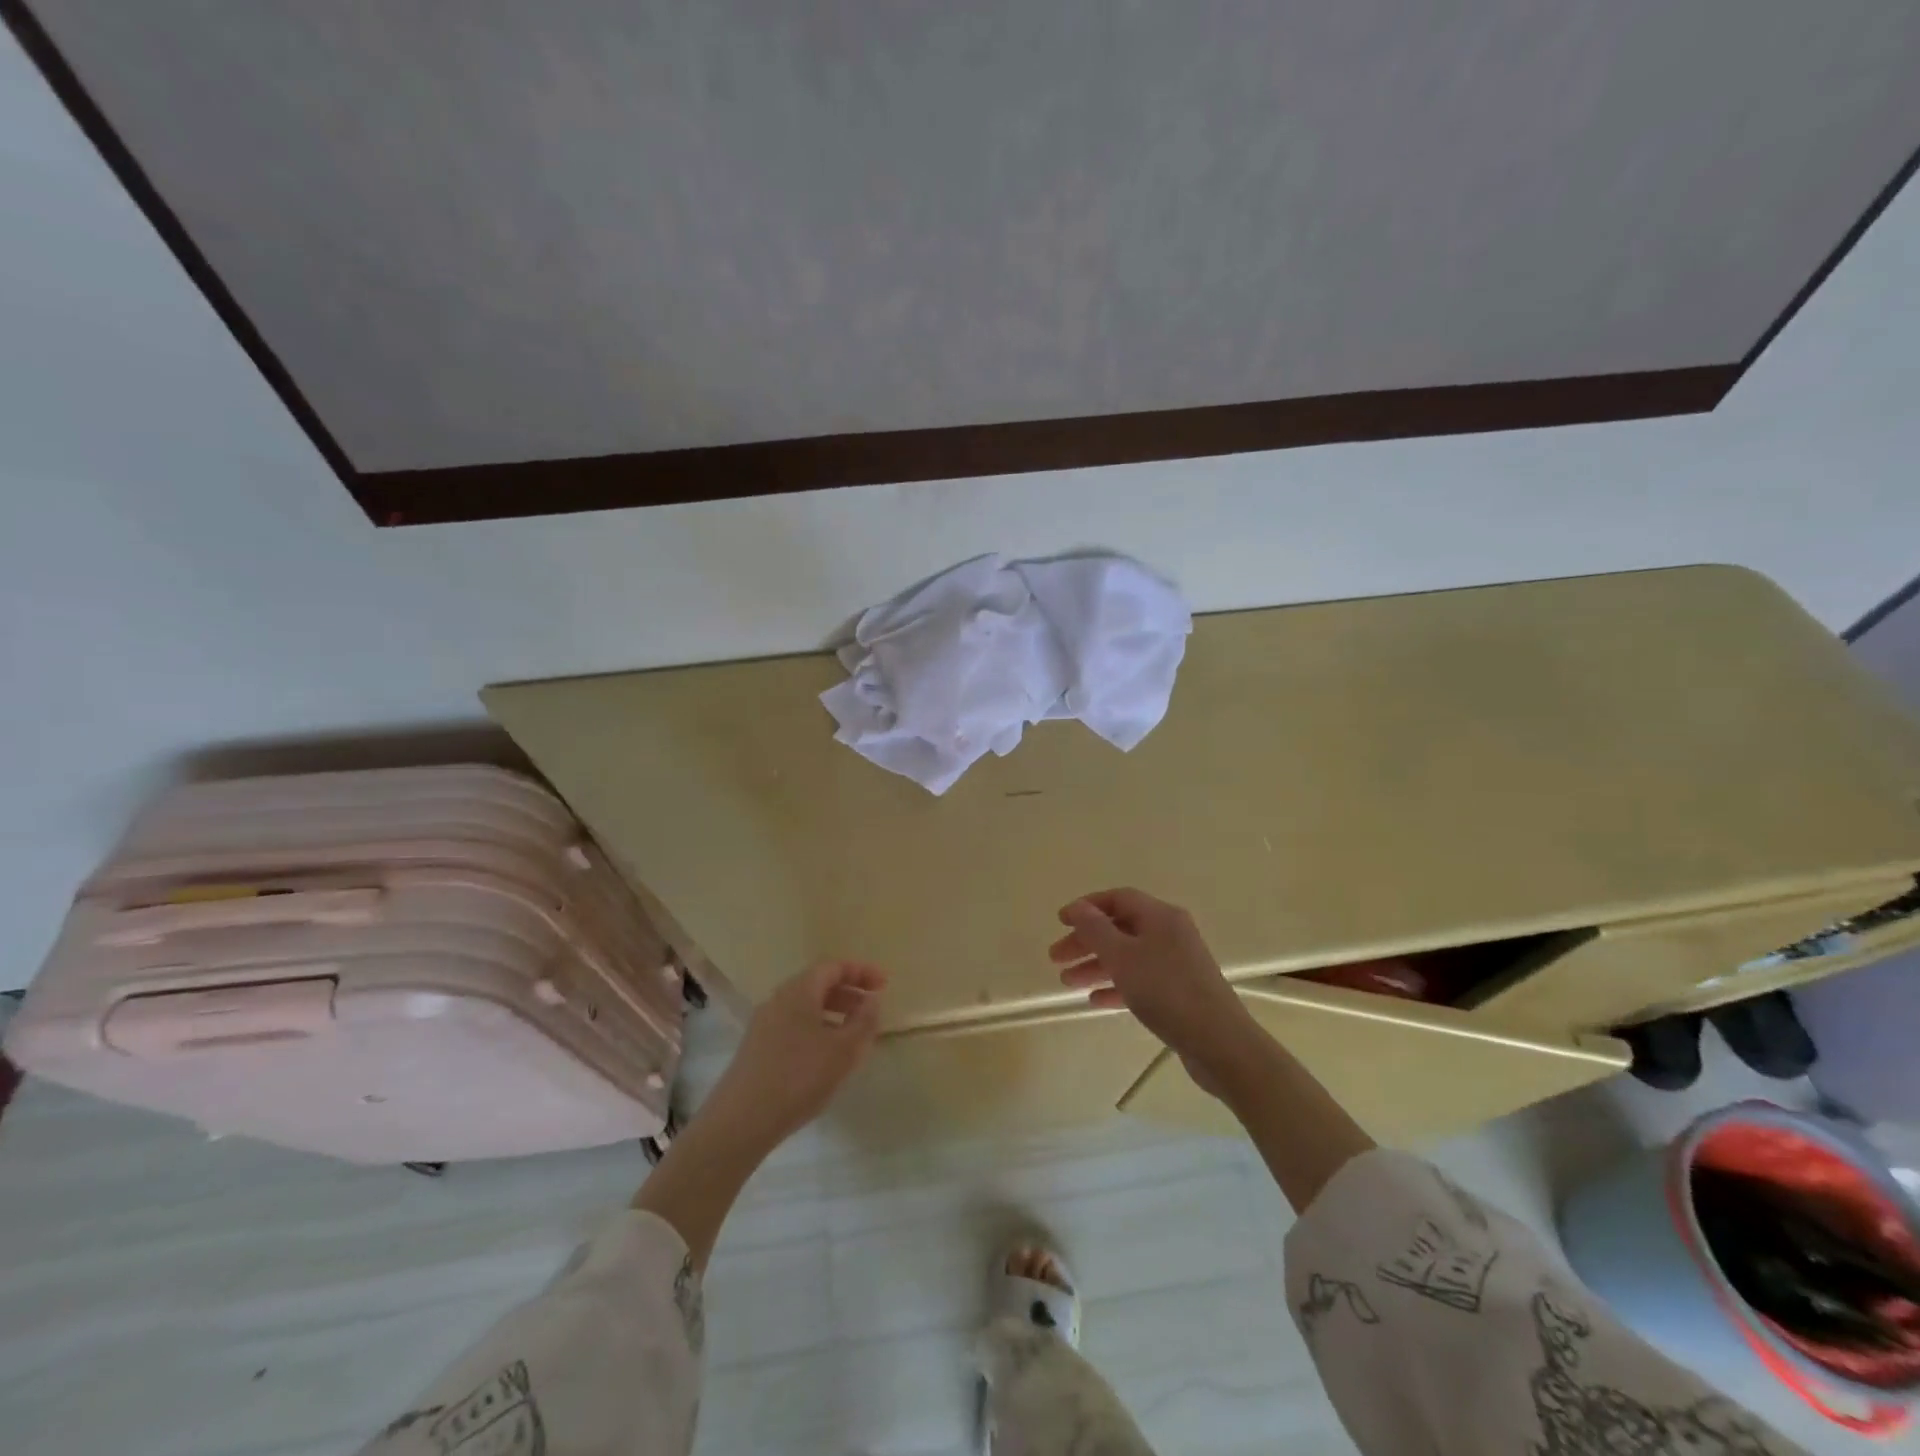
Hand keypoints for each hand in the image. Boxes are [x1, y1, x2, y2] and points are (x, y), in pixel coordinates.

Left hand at [702, 961, 886, 1148]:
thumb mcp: (844, 1050)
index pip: (834, 967)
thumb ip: (864, 1021)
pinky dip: (816, 1028)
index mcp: (799, 990)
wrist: (740, 1121)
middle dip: (848, 991)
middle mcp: (778, 999)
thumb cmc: (799, 1078)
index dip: (861, 972)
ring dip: (833, 1012)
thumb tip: (872, 999)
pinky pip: (793, 1025)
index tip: (884, 984)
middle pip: (818, 983)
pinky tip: (825, 1056)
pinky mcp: (756, 1047)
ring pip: (805, 1006)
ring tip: (853, 1034)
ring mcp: (763, 1023)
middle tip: (871, 1008)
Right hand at [1050, 888, 1258, 1096]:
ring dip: (1096, 966)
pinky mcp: (1179, 992)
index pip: (1118, 899)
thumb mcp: (1122, 957)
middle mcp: (1170, 933)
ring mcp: (1176, 963)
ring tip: (1067, 983)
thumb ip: (1096, 930)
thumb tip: (1079, 908)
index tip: (1060, 922)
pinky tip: (1095, 1000)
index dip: (1087, 907)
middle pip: (1120, 928)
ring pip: (1128, 956)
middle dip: (1086, 941)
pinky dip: (1116, 986)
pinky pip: (1140, 980)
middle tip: (1056, 958)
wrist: (1219, 1043)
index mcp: (1160, 916)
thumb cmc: (1166, 991)